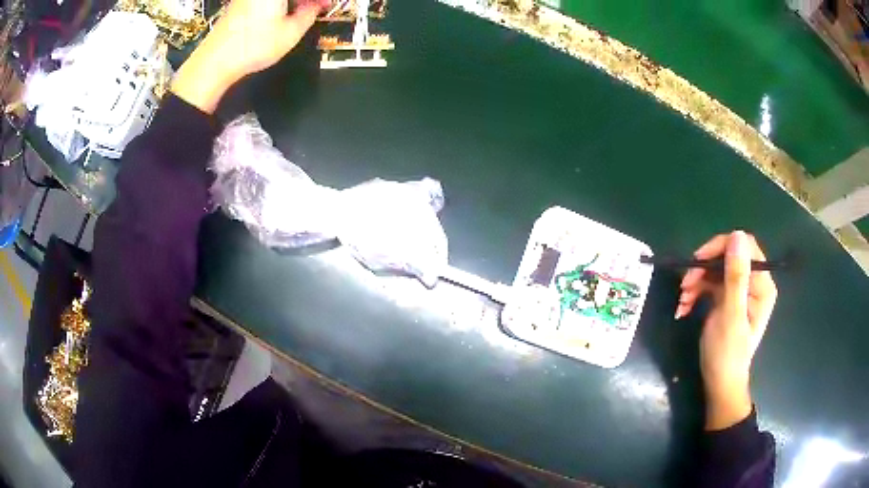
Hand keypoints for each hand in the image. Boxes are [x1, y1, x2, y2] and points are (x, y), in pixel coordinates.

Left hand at [171, 0, 328, 113]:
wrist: (214, 62)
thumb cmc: (251, 47)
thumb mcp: (291, 32)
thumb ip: (309, 14)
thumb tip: (315, 6)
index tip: (327, 4)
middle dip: (306, 0)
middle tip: (317, 8)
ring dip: (293, 2)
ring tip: (302, 13)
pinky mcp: (239, 4)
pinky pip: (265, 1)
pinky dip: (278, 4)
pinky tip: (283, 15)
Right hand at [675, 231, 776, 430]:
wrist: (719, 383)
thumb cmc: (727, 354)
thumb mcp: (731, 315)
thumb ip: (735, 276)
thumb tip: (737, 235)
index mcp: (761, 284)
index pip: (745, 247)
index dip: (721, 247)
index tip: (698, 261)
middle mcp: (753, 283)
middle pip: (727, 257)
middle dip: (704, 269)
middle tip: (684, 285)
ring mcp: (739, 291)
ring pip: (716, 270)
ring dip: (696, 282)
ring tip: (681, 301)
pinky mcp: (727, 299)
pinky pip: (710, 285)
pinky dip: (695, 292)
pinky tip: (683, 307)